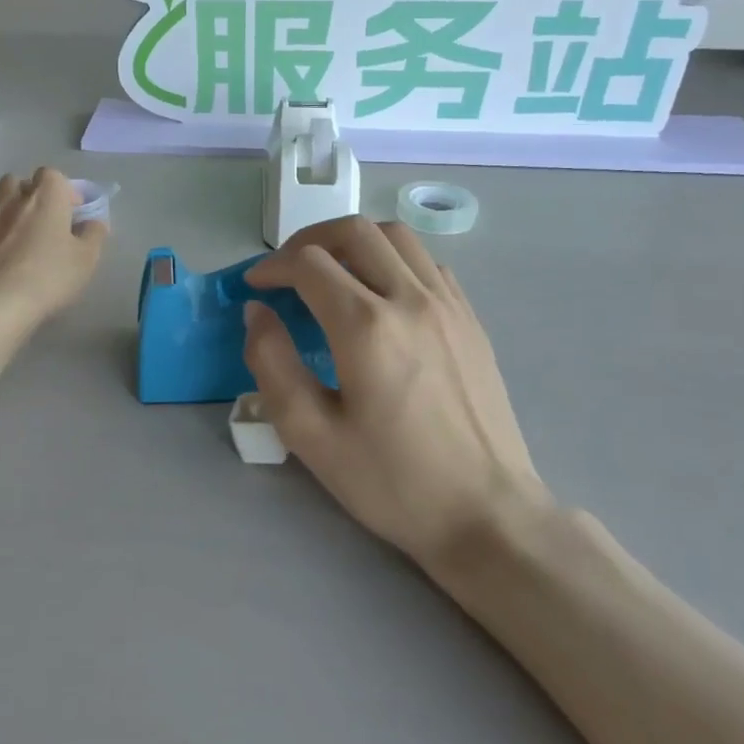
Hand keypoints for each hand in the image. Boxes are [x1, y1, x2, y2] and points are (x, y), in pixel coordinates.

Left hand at [0, 168, 105, 321]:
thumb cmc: (48, 279)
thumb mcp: (86, 260)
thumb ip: (94, 236)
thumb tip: (94, 222)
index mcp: (44, 199)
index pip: (52, 175)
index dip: (62, 190)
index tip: (70, 211)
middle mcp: (9, 200)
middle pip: (15, 180)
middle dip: (26, 193)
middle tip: (36, 219)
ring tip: (3, 224)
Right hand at [244, 217, 549, 568]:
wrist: (486, 513)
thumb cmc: (392, 482)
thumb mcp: (310, 435)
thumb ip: (272, 363)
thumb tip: (258, 312)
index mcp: (366, 327)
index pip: (308, 262)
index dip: (272, 266)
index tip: (256, 286)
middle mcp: (410, 299)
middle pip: (354, 231)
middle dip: (308, 239)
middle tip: (286, 269)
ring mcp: (448, 304)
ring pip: (395, 236)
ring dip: (353, 241)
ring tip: (331, 271)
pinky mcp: (469, 318)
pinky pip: (426, 262)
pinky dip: (392, 258)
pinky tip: (379, 292)